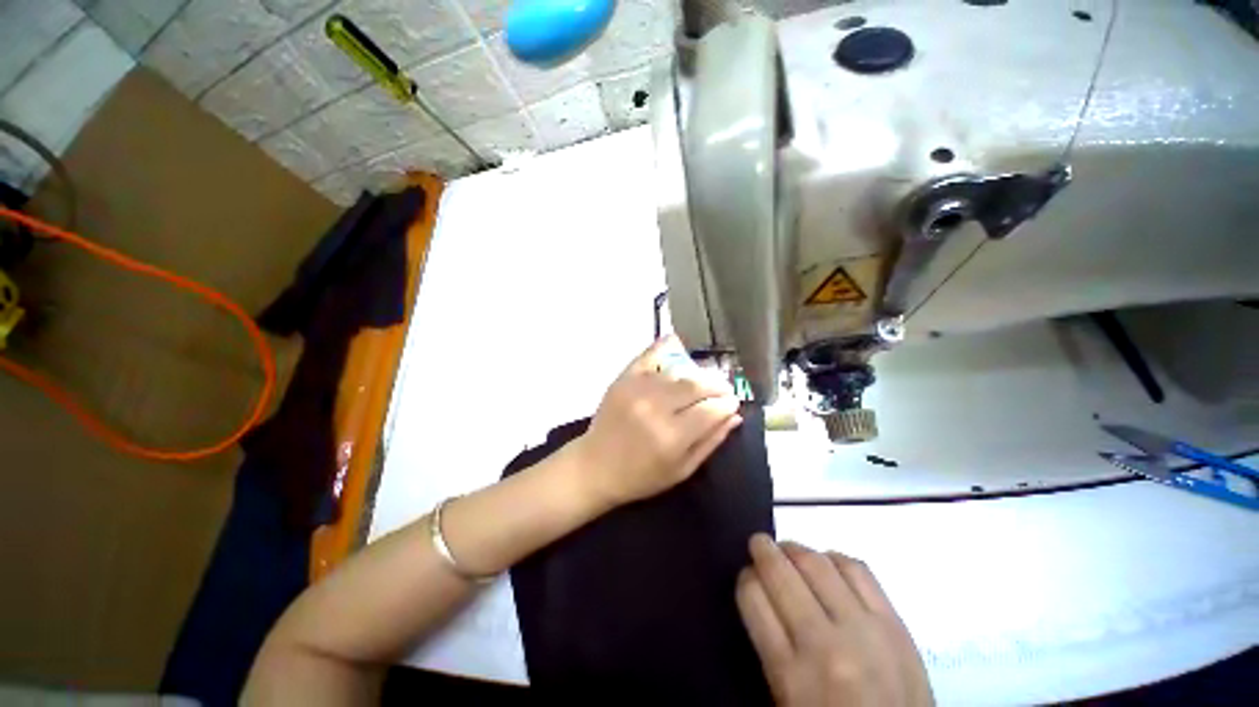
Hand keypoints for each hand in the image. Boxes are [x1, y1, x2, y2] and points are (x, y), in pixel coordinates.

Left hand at [572, 336, 742, 507]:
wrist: (595, 466)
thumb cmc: (641, 476)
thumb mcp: (681, 470)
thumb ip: (710, 441)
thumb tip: (734, 415)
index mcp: (671, 436)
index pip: (711, 409)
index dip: (728, 403)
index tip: (732, 403)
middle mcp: (655, 408)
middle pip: (697, 385)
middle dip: (717, 385)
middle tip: (723, 389)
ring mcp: (637, 389)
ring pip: (678, 371)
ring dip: (697, 373)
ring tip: (703, 380)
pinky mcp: (624, 379)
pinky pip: (649, 355)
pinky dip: (664, 346)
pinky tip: (676, 342)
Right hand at [737, 535, 932, 706]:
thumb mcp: (786, 700)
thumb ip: (770, 646)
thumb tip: (760, 594)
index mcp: (791, 675)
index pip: (754, 597)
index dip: (746, 578)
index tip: (747, 575)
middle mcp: (825, 645)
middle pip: (782, 573)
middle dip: (763, 550)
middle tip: (758, 543)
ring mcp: (863, 630)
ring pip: (817, 563)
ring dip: (795, 549)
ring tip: (788, 550)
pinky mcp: (895, 624)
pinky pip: (858, 571)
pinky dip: (834, 558)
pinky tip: (826, 564)